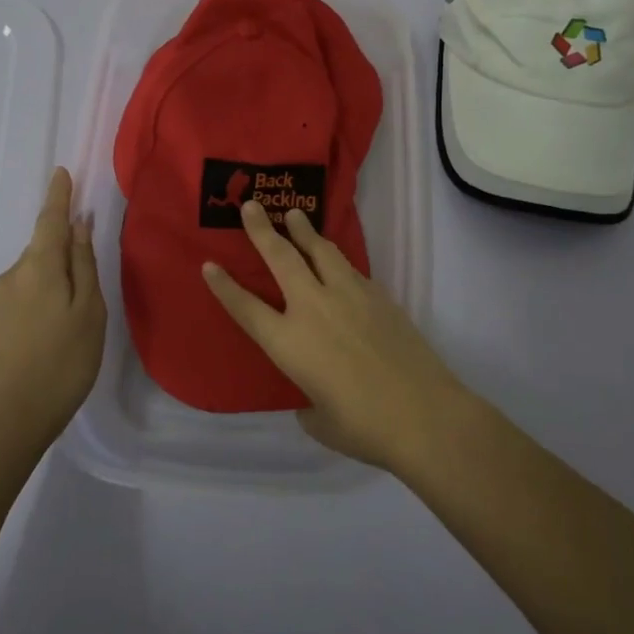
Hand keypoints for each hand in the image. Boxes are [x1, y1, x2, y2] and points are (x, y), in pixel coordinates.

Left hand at [0, 167, 106, 448]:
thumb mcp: (89, 311)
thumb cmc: (64, 361)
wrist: (12, 417)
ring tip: (76, 317)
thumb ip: (83, 265)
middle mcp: (13, 274)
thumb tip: (79, 225)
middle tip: (90, 282)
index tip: (62, 172)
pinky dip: (44, 296)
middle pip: (43, 248)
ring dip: (55, 279)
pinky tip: (55, 328)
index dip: (59, 196)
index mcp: (39, 267)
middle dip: (65, 250)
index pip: (50, 220)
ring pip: (35, 273)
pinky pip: (25, 292)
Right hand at [202, 199, 467, 471]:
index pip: (246, 307)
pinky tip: (336, 261)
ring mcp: (349, 296)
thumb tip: (312, 397)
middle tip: (251, 205)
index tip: (209, 264)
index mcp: (288, 342)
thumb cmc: (364, 428)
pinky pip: (350, 269)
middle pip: (281, 258)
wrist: (424, 415)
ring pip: (320, 251)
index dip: (224, 286)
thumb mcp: (321, 422)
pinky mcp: (378, 296)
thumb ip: (308, 403)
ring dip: (303, 230)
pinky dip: (336, 259)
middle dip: (262, 230)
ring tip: (294, 215)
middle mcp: (313, 308)